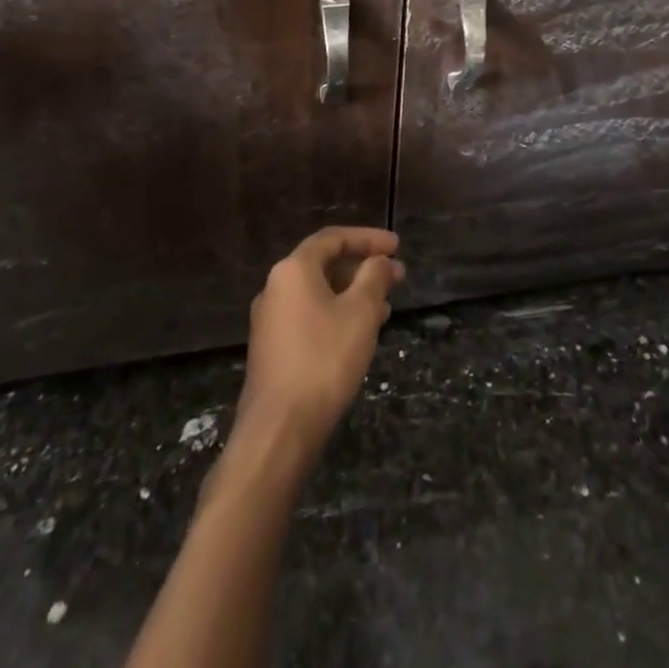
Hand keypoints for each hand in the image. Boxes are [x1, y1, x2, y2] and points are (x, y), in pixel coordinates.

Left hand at [235, 227, 403, 459]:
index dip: (368, 238)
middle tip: (397, 276)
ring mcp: (271, 320)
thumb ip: (374, 277)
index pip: (333, 238)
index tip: (397, 246)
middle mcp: (276, 288)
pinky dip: (338, 314)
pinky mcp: (273, 350)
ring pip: (319, 293)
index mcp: (293, 270)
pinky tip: (360, 333)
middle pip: (325, 264)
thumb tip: (380, 261)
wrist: (278, 430)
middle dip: (363, 268)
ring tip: (387, 307)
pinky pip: (310, 317)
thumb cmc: (324, 360)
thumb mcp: (360, 312)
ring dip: (353, 294)